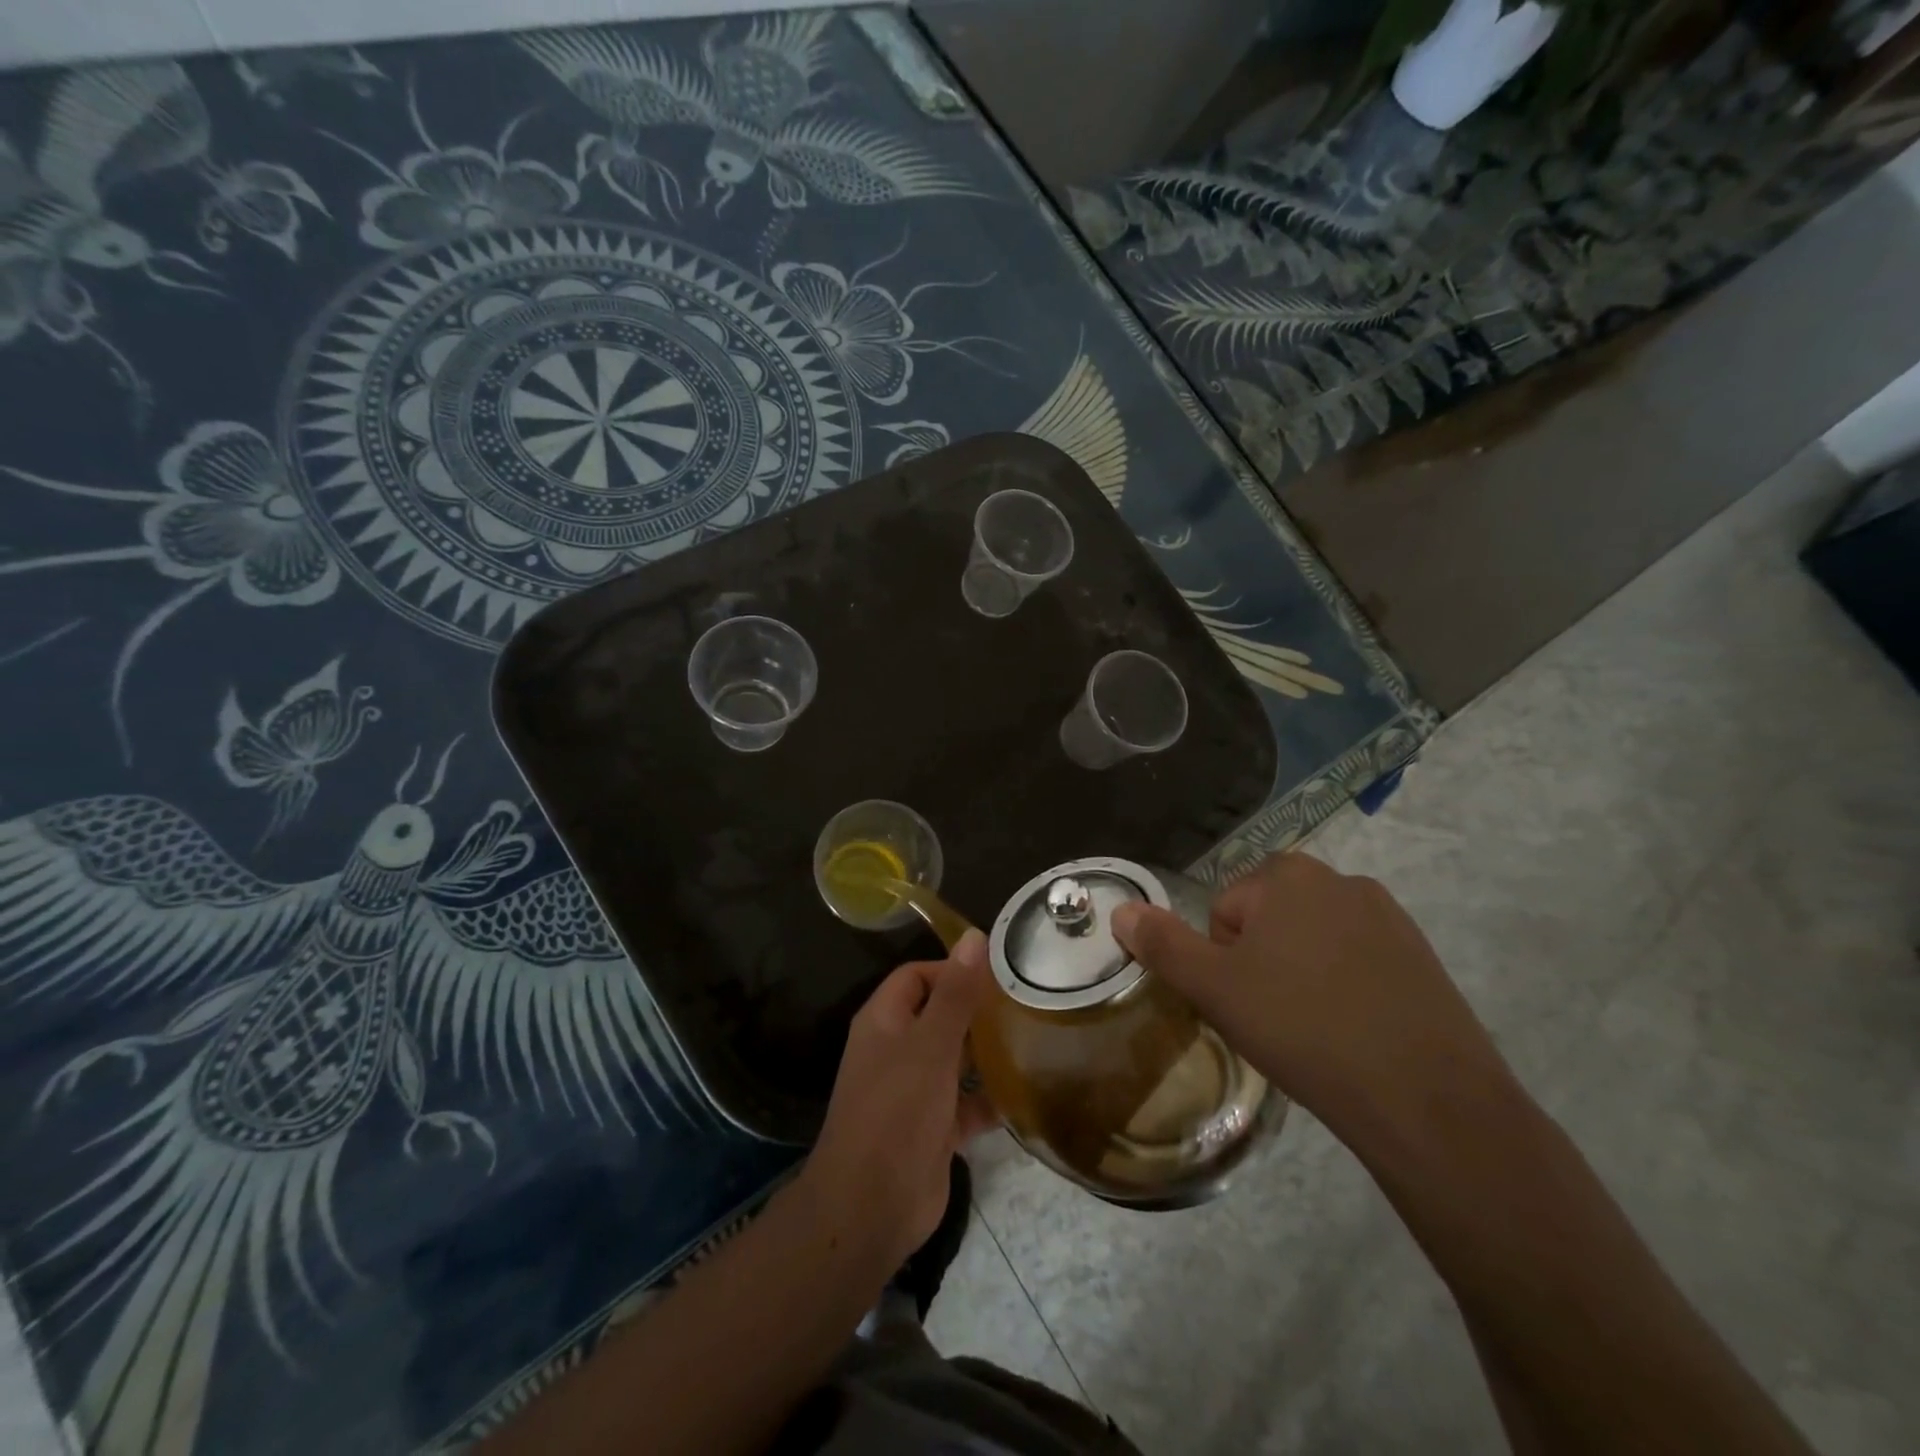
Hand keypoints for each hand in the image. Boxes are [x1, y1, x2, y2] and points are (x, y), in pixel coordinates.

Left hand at [800, 929, 998, 1271]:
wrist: (871, 1207)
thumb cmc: (897, 1112)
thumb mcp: (931, 1045)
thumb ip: (955, 993)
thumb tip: (974, 936)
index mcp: (884, 1021)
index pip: (917, 976)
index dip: (952, 969)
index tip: (996, 974)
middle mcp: (895, 1050)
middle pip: (938, 1015)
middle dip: (975, 1011)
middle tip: (1024, 1004)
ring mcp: (913, 1092)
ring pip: (953, 1060)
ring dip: (986, 1054)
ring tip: (1032, 1041)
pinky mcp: (932, 1129)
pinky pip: (965, 1103)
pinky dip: (988, 1099)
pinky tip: (1025, 1095)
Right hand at [1110, 853, 1512, 1136]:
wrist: (1426, 1100)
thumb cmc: (1304, 1030)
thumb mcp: (1214, 989)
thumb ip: (1163, 944)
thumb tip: (1121, 910)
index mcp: (1287, 876)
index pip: (1224, 910)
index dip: (1222, 960)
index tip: (1244, 1002)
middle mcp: (1340, 880)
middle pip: (1268, 918)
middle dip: (1260, 961)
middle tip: (1272, 1016)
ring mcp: (1389, 916)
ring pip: (1312, 940)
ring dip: (1300, 973)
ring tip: (1314, 1029)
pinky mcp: (1422, 955)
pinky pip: (1358, 961)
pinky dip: (1345, 986)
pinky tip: (1354, 1032)